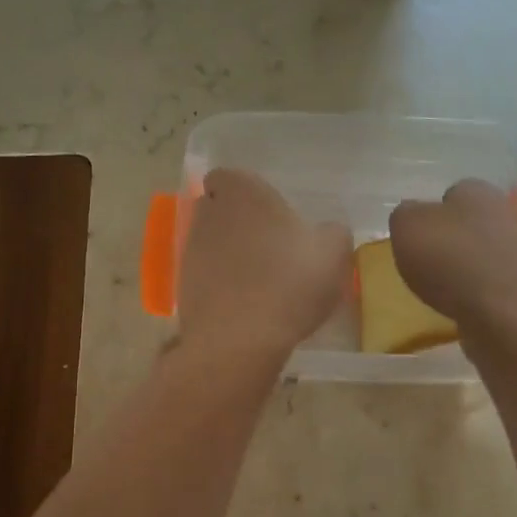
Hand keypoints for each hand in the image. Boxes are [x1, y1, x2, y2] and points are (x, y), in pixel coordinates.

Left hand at [178, 169, 351, 359]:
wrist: (240, 340)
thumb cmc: (290, 282)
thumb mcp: (334, 252)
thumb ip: (332, 232)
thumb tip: (324, 232)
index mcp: (242, 192)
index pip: (227, 176)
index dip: (244, 192)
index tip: (268, 213)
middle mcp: (207, 214)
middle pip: (217, 209)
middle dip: (237, 223)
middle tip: (270, 247)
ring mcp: (190, 251)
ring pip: (210, 243)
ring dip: (229, 255)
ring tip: (261, 282)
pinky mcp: (182, 287)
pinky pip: (205, 277)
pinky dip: (221, 286)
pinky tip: (247, 308)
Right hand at [389, 179, 516, 330]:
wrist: (506, 314)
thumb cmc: (451, 260)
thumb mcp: (407, 227)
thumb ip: (404, 216)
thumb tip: (412, 218)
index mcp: (478, 191)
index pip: (451, 193)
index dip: (430, 214)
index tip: (415, 238)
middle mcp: (505, 214)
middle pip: (468, 225)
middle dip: (448, 242)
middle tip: (424, 265)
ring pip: (481, 255)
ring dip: (462, 269)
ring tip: (440, 291)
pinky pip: (491, 284)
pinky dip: (475, 294)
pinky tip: (462, 307)